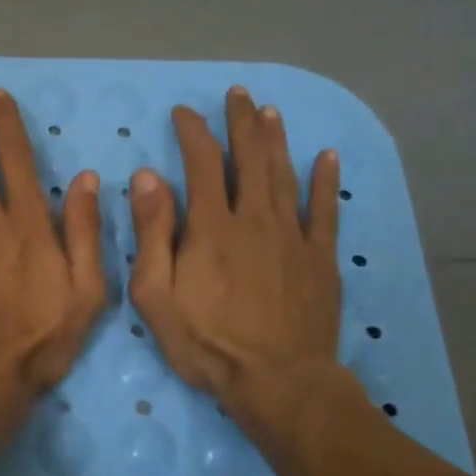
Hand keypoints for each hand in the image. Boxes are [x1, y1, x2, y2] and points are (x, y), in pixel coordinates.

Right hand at [128, 87, 344, 443]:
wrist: (277, 381)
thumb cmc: (206, 342)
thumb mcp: (156, 294)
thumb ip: (152, 232)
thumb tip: (148, 177)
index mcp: (211, 227)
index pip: (200, 164)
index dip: (192, 132)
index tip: (184, 111)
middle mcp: (254, 219)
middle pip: (249, 158)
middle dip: (240, 122)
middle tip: (237, 94)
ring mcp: (292, 236)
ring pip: (284, 175)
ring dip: (275, 140)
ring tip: (269, 111)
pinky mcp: (320, 258)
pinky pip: (325, 210)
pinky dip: (325, 181)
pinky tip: (327, 157)